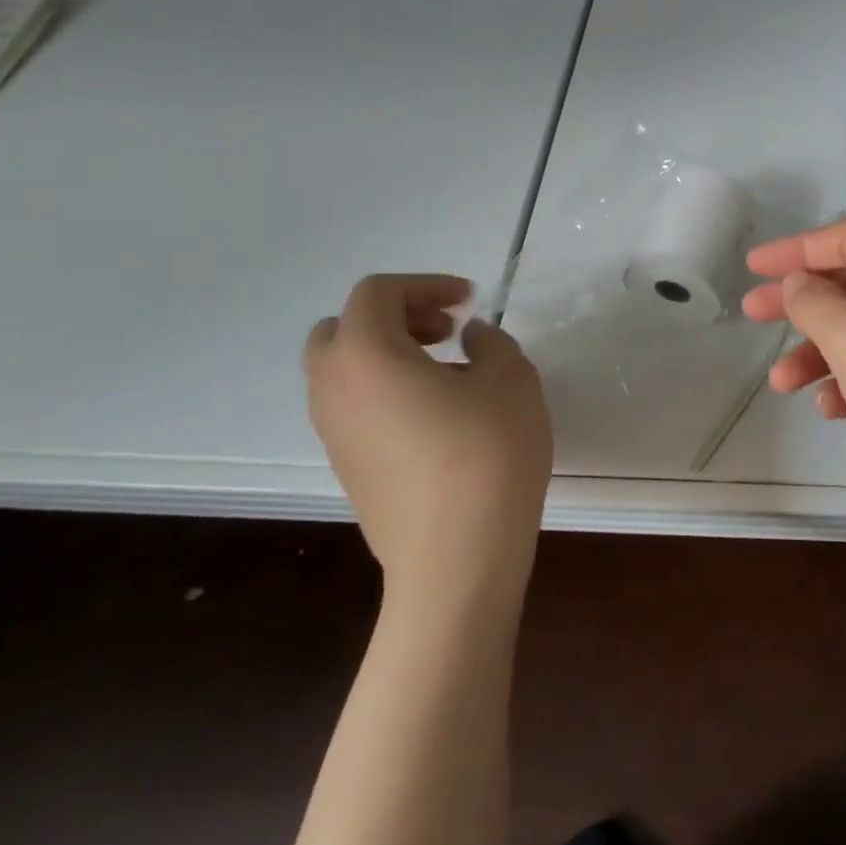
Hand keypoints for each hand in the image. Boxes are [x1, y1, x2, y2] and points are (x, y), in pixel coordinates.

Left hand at [304, 274, 552, 592]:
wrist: (457, 559)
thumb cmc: (487, 456)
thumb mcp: (511, 380)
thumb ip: (492, 343)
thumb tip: (470, 340)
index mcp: (366, 357)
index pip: (376, 294)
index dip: (425, 285)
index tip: (470, 301)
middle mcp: (334, 390)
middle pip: (342, 329)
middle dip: (396, 317)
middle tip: (446, 331)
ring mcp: (334, 434)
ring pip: (345, 371)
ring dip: (391, 354)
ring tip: (450, 371)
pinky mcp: (348, 468)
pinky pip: (356, 407)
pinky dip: (388, 390)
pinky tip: (441, 414)